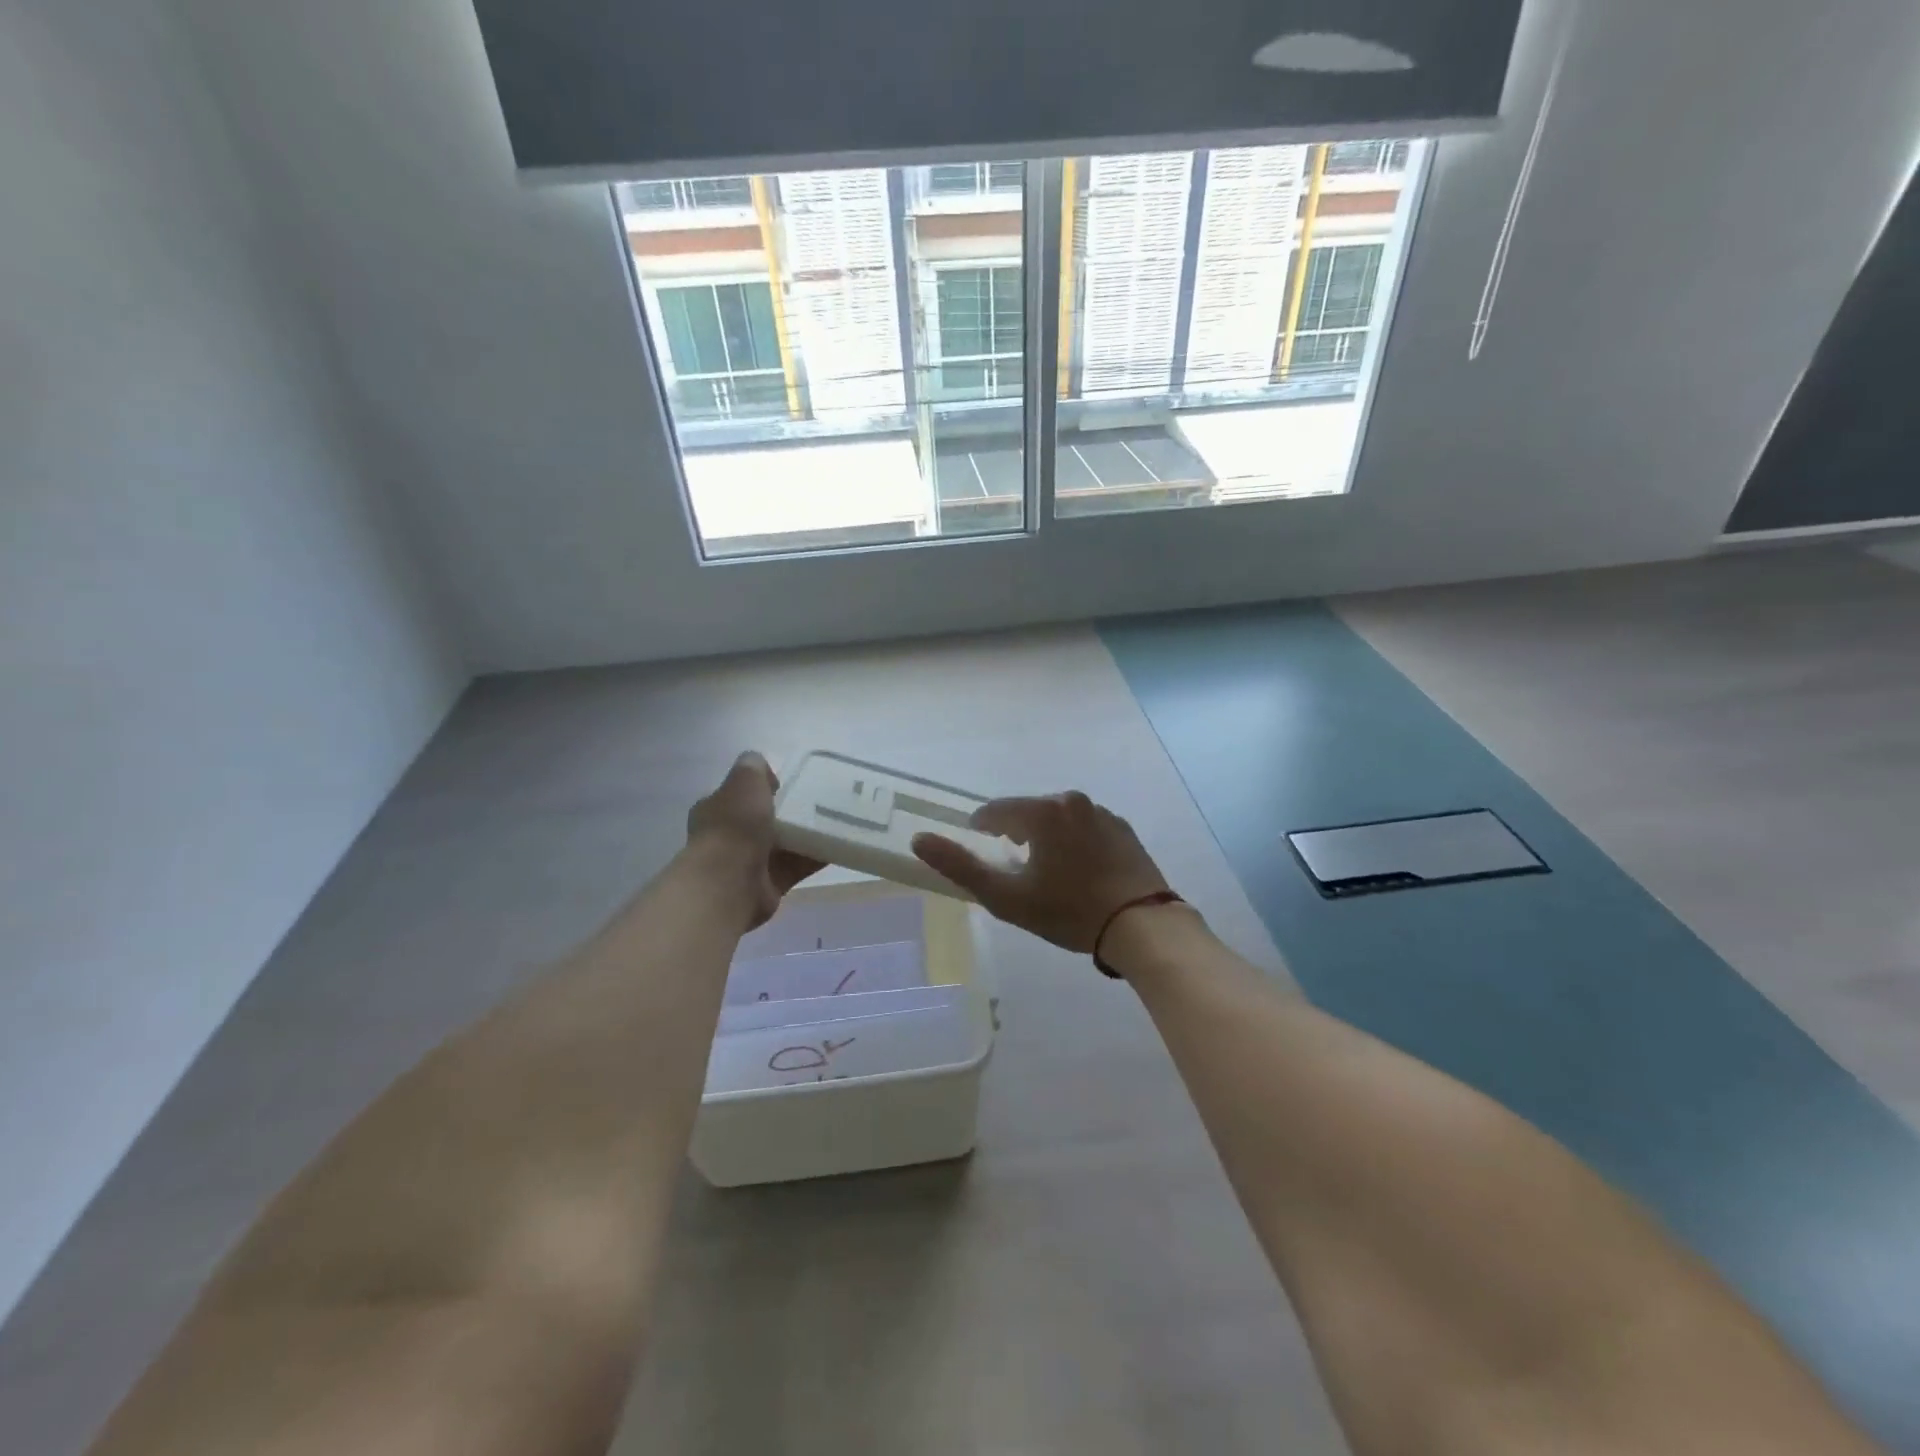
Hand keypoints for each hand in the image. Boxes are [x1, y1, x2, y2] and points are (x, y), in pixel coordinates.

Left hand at [684, 752, 822, 930]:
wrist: (730, 883)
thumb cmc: (734, 826)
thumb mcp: (744, 782)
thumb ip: (753, 768)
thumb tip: (761, 767)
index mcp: (717, 809)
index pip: (740, 793)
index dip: (763, 787)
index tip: (791, 784)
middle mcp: (729, 836)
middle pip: (764, 819)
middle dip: (789, 812)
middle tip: (820, 802)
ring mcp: (749, 863)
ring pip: (784, 843)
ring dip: (806, 835)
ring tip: (836, 821)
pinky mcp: (769, 885)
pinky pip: (797, 866)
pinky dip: (816, 857)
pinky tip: (838, 846)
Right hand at [911, 791, 1170, 953]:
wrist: (1143, 926)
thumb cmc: (1069, 912)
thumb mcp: (1007, 897)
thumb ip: (960, 866)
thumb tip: (919, 838)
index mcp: (1042, 811)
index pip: (994, 811)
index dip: (981, 832)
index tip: (984, 855)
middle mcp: (1071, 800)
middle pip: (1027, 811)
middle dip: (1015, 834)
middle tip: (1016, 871)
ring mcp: (1102, 813)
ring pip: (1058, 818)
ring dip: (1045, 837)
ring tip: (1048, 873)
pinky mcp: (1123, 829)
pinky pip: (1085, 827)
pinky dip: (1074, 842)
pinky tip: (1079, 872)